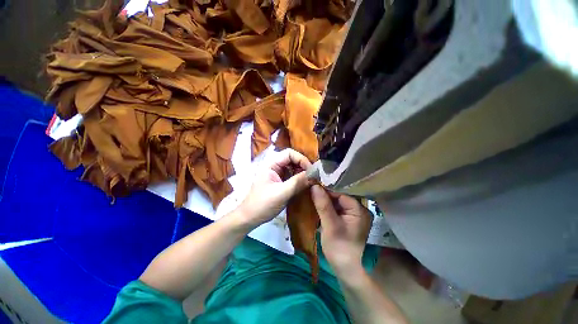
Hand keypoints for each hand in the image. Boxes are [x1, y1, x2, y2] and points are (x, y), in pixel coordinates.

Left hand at [238, 149, 311, 228]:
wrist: (250, 218)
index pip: (289, 153)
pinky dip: (299, 178)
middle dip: (303, 166)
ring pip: (293, 167)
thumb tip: (315, 174)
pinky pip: (292, 175)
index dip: (302, 159)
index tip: (311, 171)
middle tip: (313, 176)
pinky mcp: (279, 181)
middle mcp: (274, 166)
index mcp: (271, 164)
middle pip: (292, 159)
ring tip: (311, 180)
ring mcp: (277, 173)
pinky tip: (304, 184)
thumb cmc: (263, 204)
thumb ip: (298, 182)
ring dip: (302, 172)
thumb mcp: (282, 193)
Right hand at [311, 185, 372, 276]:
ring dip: (324, 201)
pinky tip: (317, 206)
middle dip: (324, 195)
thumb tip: (314, 186)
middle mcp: (358, 209)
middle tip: (310, 192)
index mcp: (359, 209)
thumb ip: (323, 205)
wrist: (345, 269)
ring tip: (312, 198)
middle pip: (339, 197)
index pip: (340, 194)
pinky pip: (336, 209)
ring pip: (336, 202)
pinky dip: (326, 208)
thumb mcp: (330, 225)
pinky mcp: (347, 220)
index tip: (312, 188)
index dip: (326, 191)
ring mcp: (353, 215)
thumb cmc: (339, 247)